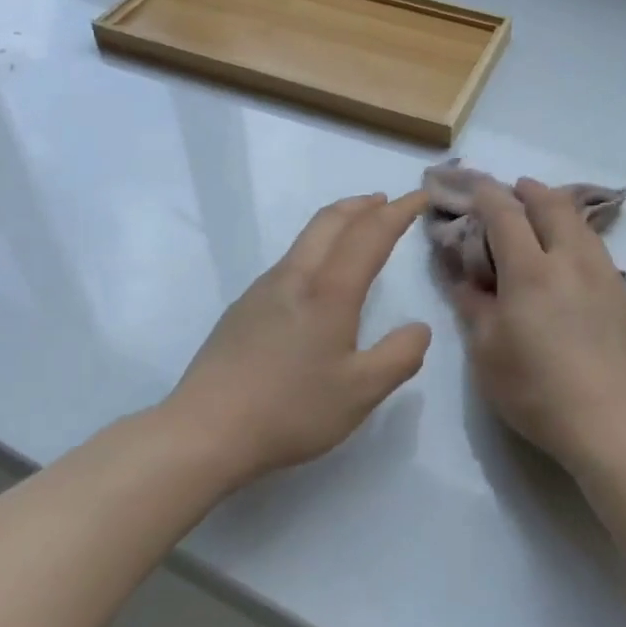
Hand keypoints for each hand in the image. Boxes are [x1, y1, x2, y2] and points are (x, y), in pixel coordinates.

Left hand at [168, 192, 431, 480]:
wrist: (205, 430)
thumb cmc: (291, 410)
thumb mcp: (362, 393)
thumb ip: (400, 356)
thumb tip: (419, 328)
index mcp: (329, 292)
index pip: (370, 234)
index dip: (399, 212)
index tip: (420, 196)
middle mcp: (295, 278)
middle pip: (330, 221)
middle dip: (363, 205)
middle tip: (387, 202)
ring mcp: (262, 290)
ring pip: (306, 239)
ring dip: (337, 224)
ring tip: (357, 232)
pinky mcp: (243, 308)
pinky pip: (289, 261)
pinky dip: (316, 249)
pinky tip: (317, 279)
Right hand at [452, 179, 625, 478]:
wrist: (614, 424)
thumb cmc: (537, 391)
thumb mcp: (486, 354)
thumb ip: (473, 307)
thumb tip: (463, 278)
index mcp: (530, 271)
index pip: (505, 214)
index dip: (487, 195)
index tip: (475, 187)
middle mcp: (570, 261)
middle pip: (552, 205)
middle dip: (529, 190)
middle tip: (514, 191)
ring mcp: (604, 276)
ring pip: (581, 225)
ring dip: (558, 210)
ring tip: (544, 216)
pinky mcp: (625, 296)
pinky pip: (598, 250)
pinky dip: (578, 237)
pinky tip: (572, 259)